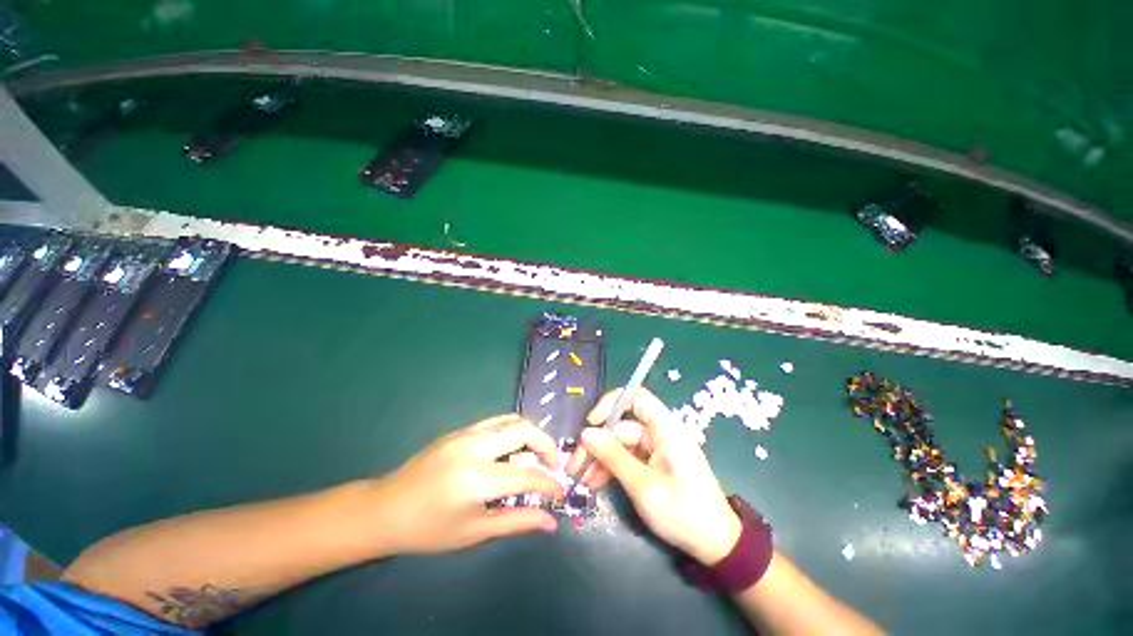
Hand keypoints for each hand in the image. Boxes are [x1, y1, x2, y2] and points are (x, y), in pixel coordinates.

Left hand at [375, 414, 563, 553]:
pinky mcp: (460, 430)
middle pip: (524, 431)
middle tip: (552, 465)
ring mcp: (466, 434)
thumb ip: (516, 522)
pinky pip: (497, 420)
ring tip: (536, 455)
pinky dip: (514, 429)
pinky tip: (514, 447)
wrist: (386, 508)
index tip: (560, 492)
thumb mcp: (474, 532)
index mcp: (475, 481)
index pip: (526, 476)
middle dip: (547, 446)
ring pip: (512, 420)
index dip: (549, 484)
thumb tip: (550, 522)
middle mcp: (473, 449)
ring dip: (532, 434)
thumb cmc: (428, 530)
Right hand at [571, 389, 741, 564]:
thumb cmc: (684, 512)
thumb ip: (613, 456)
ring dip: (600, 460)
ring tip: (581, 480)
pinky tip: (595, 483)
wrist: (716, 546)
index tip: (591, 423)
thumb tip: (586, 433)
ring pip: (621, 445)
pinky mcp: (655, 465)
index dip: (611, 404)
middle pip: (621, 427)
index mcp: (665, 428)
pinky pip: (628, 459)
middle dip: (597, 444)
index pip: (636, 398)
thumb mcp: (643, 485)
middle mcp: (660, 434)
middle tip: (574, 466)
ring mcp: (657, 450)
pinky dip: (612, 469)